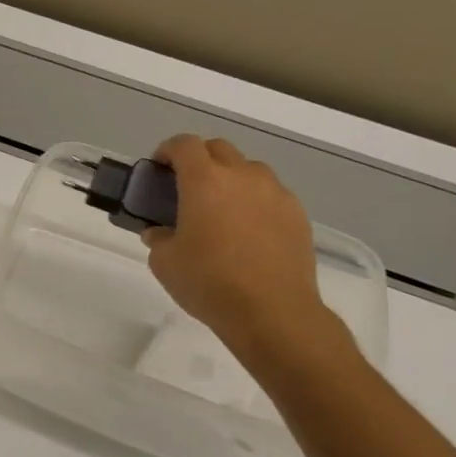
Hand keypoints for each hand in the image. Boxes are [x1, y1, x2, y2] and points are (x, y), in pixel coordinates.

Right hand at [141, 134, 336, 356]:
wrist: (271, 311)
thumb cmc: (208, 282)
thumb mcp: (164, 262)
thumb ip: (158, 238)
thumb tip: (160, 232)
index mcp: (205, 182)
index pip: (184, 145)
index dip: (167, 150)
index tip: (158, 168)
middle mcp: (243, 177)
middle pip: (218, 149)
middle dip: (198, 160)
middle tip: (185, 187)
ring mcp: (275, 193)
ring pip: (248, 170)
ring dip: (230, 179)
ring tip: (220, 210)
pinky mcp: (297, 215)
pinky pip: (270, 195)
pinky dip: (254, 202)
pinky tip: (247, 232)